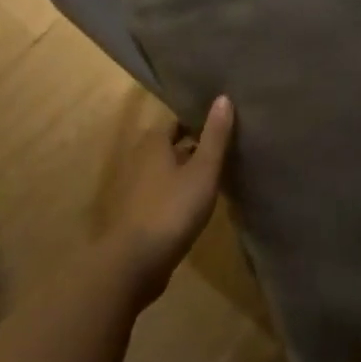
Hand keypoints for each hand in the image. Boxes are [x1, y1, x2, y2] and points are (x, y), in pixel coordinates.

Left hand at [107, 95, 233, 301]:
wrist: (134, 264)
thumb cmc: (172, 209)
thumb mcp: (203, 170)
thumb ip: (215, 136)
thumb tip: (223, 97)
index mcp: (153, 143)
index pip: (178, 121)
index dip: (200, 121)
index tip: (225, 123)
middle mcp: (139, 159)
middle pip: (172, 145)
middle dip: (196, 145)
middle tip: (226, 147)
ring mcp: (134, 188)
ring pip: (167, 170)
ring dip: (187, 170)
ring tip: (218, 173)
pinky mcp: (135, 213)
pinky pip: (162, 192)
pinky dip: (178, 191)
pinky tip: (198, 201)